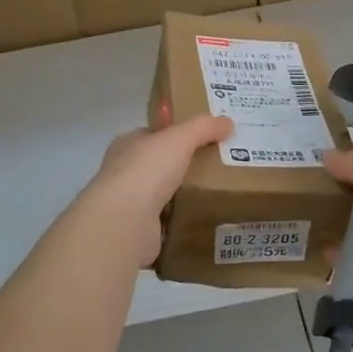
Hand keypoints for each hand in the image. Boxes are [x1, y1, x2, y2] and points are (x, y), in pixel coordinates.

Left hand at [78, 113, 233, 267]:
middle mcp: (124, 172)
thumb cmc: (147, 171)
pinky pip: (166, 221)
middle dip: (184, 166)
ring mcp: (130, 203)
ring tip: (218, 194)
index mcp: (127, 145)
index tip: (205, 139)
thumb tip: (228, 122)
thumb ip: (203, 128)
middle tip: (219, 167)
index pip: (153, 135)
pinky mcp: (138, 229)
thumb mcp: (179, 139)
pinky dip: (182, 220)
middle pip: (160, 165)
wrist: (125, 222)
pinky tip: (204, 220)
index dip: (176, 134)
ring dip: (184, 195)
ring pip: (163, 194)